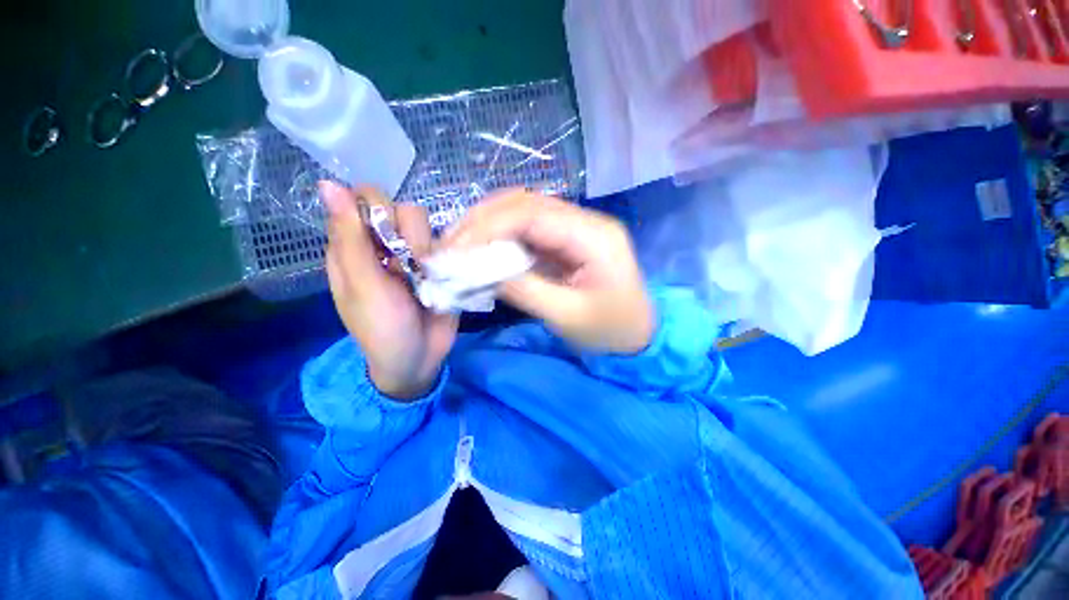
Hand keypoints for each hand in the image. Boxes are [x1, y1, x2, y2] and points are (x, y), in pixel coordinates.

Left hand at [322, 182, 457, 399]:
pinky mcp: (439, 264)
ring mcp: (415, 254)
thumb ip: (350, 237)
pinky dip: (447, 256)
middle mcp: (385, 245)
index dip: (377, 210)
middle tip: (407, 267)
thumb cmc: (382, 327)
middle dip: (407, 235)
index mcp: (354, 247)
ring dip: (427, 250)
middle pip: (400, 208)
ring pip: (426, 224)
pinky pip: (446, 242)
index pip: (363, 200)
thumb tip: (327, 183)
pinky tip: (442, 278)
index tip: (386, 236)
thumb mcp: (362, 285)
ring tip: (426, 278)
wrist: (420, 358)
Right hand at [443, 191, 653, 353]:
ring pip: (524, 212)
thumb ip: (524, 289)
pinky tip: (482, 251)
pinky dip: (501, 238)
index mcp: (594, 236)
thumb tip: (480, 270)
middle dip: (482, 220)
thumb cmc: (611, 331)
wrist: (637, 334)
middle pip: (526, 204)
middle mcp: (585, 221)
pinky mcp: (566, 241)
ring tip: (459, 245)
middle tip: (449, 244)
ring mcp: (576, 228)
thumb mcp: (567, 316)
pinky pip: (528, 231)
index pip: (533, 214)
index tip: (455, 248)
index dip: (489, 225)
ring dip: (488, 225)